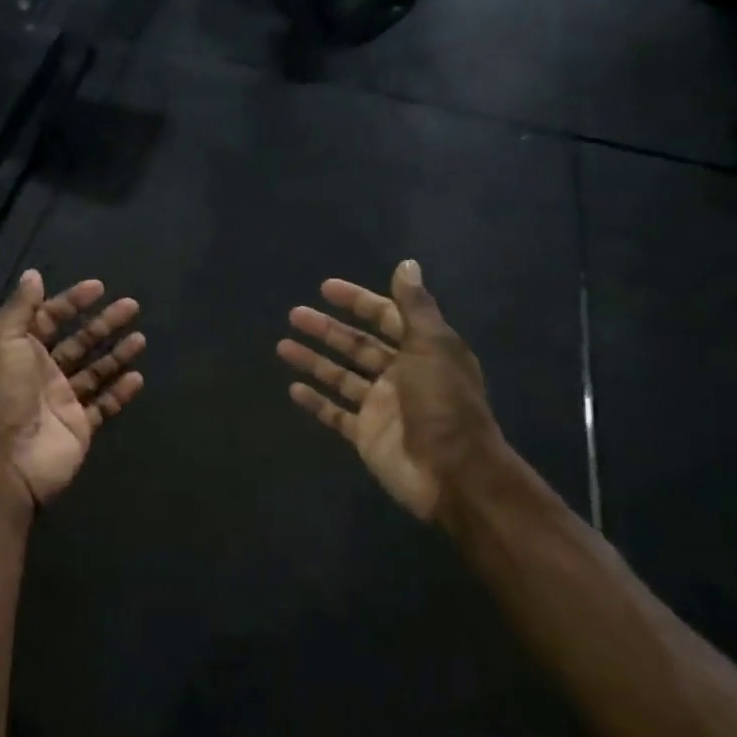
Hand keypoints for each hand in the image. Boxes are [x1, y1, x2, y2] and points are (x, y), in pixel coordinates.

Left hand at [0, 270, 145, 506]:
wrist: (2, 461)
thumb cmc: (0, 392)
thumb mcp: (1, 338)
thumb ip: (21, 307)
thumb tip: (33, 275)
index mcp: (18, 349)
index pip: (48, 317)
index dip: (71, 301)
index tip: (99, 286)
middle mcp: (40, 372)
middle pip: (78, 342)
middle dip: (103, 323)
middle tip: (131, 306)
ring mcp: (61, 401)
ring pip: (94, 371)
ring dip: (117, 354)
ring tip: (141, 338)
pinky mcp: (78, 427)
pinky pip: (104, 405)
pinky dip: (120, 392)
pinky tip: (138, 377)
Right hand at [276, 260, 504, 525]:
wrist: (453, 473)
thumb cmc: (443, 403)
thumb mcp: (432, 346)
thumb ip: (415, 307)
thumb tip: (407, 264)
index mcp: (422, 351)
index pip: (386, 317)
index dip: (358, 301)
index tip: (326, 288)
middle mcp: (401, 375)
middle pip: (357, 346)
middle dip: (327, 329)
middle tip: (295, 315)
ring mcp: (381, 407)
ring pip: (341, 376)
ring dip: (314, 360)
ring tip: (282, 346)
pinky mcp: (366, 435)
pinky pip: (335, 413)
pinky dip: (315, 401)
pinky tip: (293, 388)